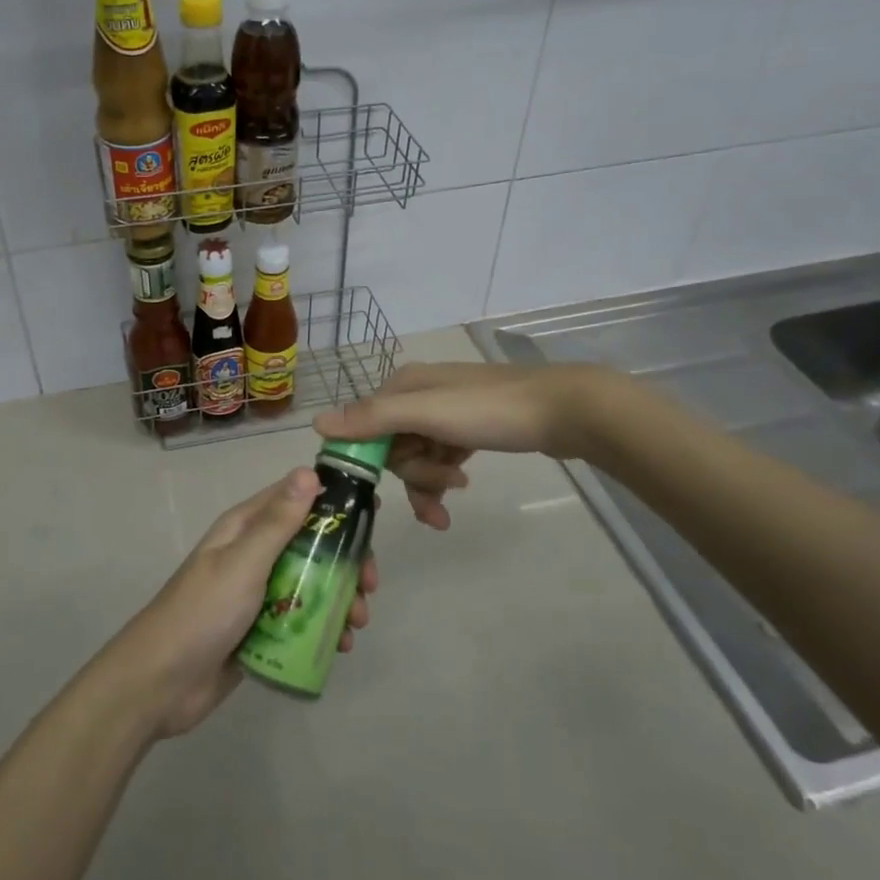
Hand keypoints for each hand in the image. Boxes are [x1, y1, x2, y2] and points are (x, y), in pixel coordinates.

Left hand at [95, 469, 379, 740]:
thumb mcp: (244, 562)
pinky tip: (341, 647)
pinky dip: (323, 628)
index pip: (296, 498)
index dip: (334, 503)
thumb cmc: (203, 612)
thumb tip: (308, 471)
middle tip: (370, 586)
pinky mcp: (260, 630)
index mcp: (245, 527)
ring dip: (339, 598)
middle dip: (344, 561)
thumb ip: (277, 522)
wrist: (160, 683)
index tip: (371, 517)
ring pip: (310, 584)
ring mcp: (257, 594)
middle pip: (310, 544)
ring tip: (357, 625)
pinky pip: (300, 620)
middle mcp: (253, 554)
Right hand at [314, 362, 605, 530]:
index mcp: (402, 386)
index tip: (383, 490)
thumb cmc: (491, 410)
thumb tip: (316, 424)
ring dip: (431, 479)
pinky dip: (445, 474)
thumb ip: (373, 419)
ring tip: (457, 493)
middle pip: (392, 446)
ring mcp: (444, 412)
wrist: (564, 409)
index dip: (370, 461)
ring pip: (416, 456)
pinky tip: (463, 482)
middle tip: (445, 485)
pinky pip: (440, 457)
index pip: (364, 428)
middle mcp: (418, 395)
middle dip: (413, 473)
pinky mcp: (468, 428)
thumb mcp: (428, 413)